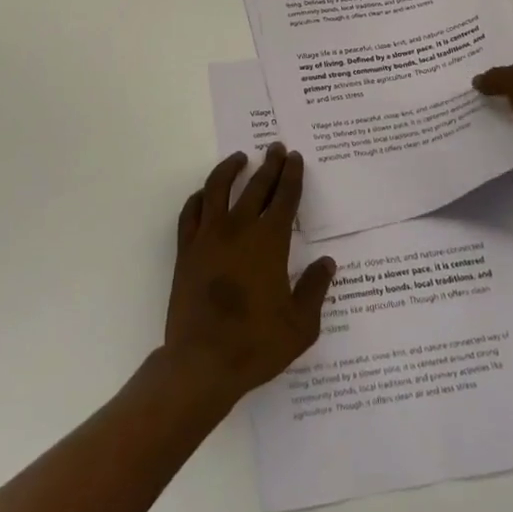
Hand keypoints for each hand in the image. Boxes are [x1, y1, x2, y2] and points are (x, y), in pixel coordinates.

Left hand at [163, 144, 336, 404]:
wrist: (202, 362)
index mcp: (269, 242)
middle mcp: (238, 229)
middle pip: (255, 186)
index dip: (292, 176)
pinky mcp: (186, 250)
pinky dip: (199, 197)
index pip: (284, 198)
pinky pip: (190, 212)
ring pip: (217, 188)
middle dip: (269, 165)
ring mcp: (208, 237)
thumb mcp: (300, 325)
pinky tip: (205, 194)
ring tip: (240, 158)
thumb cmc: (256, 345)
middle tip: (276, 148)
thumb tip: (326, 262)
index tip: (295, 158)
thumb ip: (315, 289)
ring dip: (230, 169)